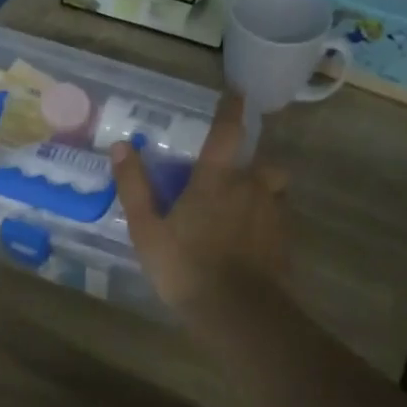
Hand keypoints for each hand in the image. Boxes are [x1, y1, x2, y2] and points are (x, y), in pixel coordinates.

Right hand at [109, 92, 289, 311]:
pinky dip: (267, 222)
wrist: (238, 314)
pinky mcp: (285, 243)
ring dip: (262, 194)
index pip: (228, 132)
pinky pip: (279, 220)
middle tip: (232, 180)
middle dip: (252, 166)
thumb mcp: (147, 229)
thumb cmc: (186, 267)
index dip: (232, 110)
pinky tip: (251, 243)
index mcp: (217, 179)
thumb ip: (134, 186)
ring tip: (243, 212)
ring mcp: (273, 215)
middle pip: (263, 164)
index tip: (237, 93)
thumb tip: (121, 147)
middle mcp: (251, 188)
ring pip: (275, 192)